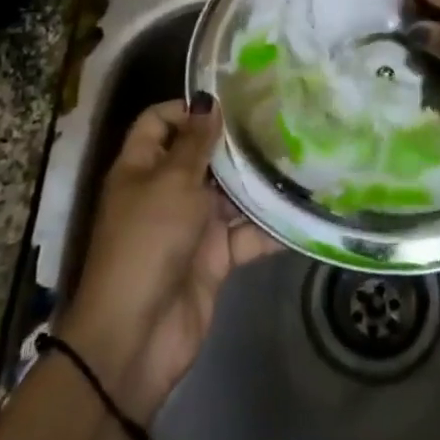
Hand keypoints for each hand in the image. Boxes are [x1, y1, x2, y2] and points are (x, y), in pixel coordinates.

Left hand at [60, 102, 276, 421]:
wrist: (136, 337)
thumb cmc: (147, 243)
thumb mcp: (172, 184)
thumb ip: (196, 144)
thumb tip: (209, 102)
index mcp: (142, 167)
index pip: (160, 122)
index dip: (188, 108)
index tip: (232, 101)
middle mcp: (166, 191)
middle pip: (202, 156)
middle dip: (237, 142)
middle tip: (283, 120)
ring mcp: (191, 225)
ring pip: (230, 193)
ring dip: (260, 181)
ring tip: (303, 157)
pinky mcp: (214, 258)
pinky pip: (246, 234)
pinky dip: (270, 226)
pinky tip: (304, 209)